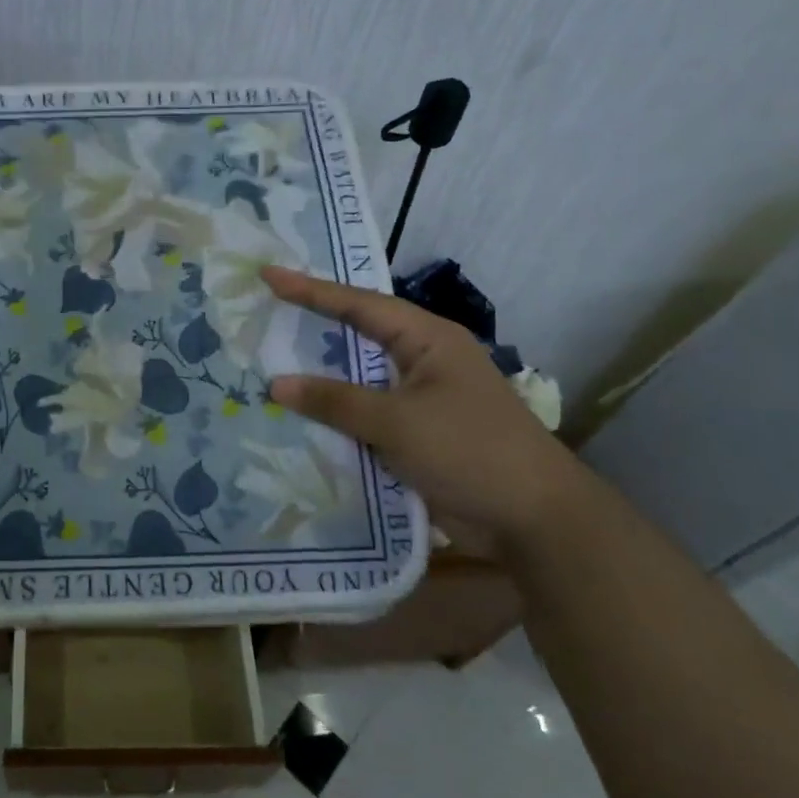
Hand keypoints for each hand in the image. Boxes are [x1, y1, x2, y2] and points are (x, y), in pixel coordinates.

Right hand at [262, 266, 589, 559]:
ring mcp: (419, 399)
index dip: (311, 290)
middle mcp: (422, 361)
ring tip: (267, 363)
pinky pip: (364, 415)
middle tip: (264, 313)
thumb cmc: (470, 451)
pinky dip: (334, 415)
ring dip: (319, 378)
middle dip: (312, 327)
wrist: (534, 521)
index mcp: (428, 340)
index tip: (268, 276)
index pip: (359, 305)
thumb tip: (276, 384)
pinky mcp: (415, 434)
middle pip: (357, 336)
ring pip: (358, 379)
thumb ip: (335, 401)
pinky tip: (298, 418)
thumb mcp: (398, 422)